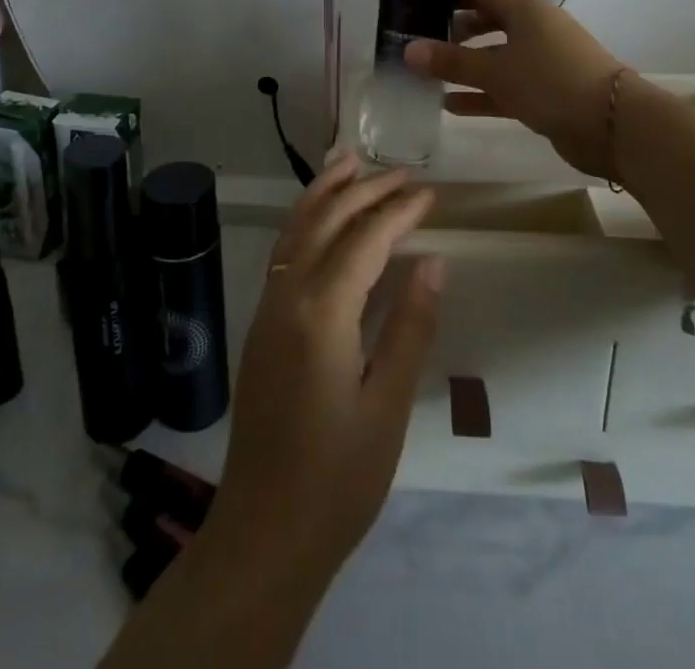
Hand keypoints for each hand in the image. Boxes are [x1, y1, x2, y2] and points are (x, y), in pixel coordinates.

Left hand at [210, 152, 444, 578]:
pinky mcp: (261, 323)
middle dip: (365, 190)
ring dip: (325, 192)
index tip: (429, 192)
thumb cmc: (337, 478)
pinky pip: (284, 252)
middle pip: (326, 221)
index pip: (365, 239)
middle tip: (403, 172)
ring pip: (295, 228)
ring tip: (350, 161)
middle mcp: (287, 296)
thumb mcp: (388, 405)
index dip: (398, 211)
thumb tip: (433, 261)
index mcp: (322, 313)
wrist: (264, 532)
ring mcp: (267, 307)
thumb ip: (411, 326)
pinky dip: (305, 220)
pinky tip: (321, 217)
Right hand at [405, 0, 625, 177]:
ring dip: (465, 67)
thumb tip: (408, 50)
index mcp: (525, 9)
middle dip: (455, 32)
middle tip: (420, 41)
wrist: (611, 124)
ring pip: (495, 58)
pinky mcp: (546, 92)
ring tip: (427, 75)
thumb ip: (451, 61)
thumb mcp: (495, 70)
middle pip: (487, 23)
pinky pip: (505, 87)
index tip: (420, 2)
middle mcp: (534, 29)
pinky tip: (451, 105)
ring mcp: (542, 61)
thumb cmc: (550, 81)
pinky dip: (481, 94)